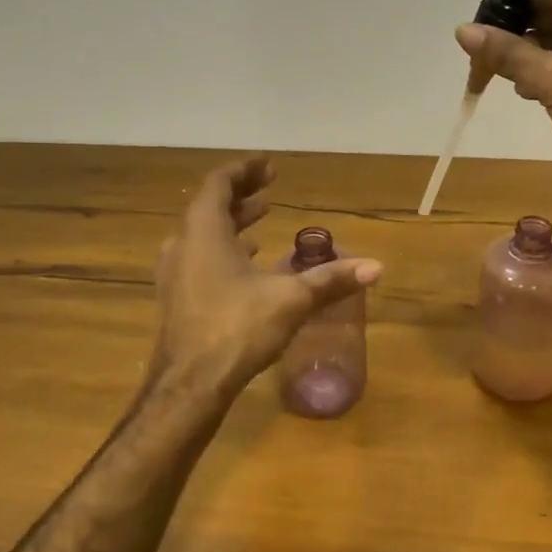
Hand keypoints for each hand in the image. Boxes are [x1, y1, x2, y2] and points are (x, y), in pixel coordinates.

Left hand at [153, 158, 381, 391]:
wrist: (189, 386)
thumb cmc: (236, 329)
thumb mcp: (290, 300)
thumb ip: (331, 280)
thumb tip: (376, 267)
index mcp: (204, 232)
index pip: (220, 184)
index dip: (245, 170)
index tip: (269, 165)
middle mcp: (183, 245)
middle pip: (210, 206)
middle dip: (242, 195)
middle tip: (270, 189)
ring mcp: (175, 273)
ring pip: (203, 234)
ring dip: (232, 222)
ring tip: (261, 218)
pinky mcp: (177, 298)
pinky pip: (200, 258)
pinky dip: (224, 250)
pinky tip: (248, 264)